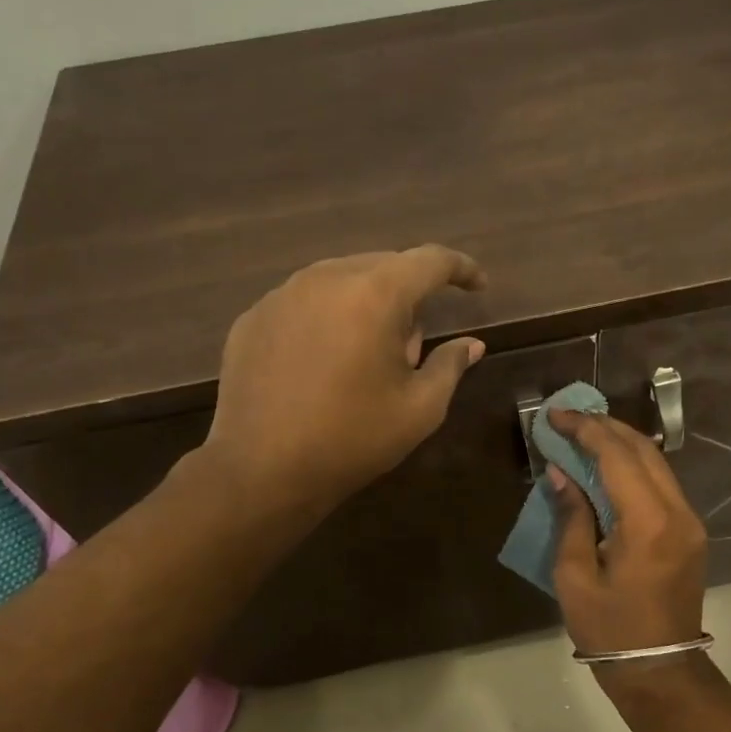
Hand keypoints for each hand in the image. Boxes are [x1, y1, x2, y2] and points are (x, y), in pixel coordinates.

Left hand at [199, 246, 487, 514]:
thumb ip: (450, 365)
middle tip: (411, 351)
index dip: (461, 268)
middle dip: (409, 297)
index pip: (430, 260)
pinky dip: (326, 320)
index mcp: (374, 294)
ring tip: (364, 360)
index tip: (477, 286)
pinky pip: (305, 302)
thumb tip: (471, 345)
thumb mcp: (420, 409)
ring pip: (342, 280)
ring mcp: (282, 295)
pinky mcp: (253, 317)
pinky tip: (322, 366)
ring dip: (366, 306)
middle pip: (384, 266)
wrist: (260, 470)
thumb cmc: (352, 438)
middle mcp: (326, 278)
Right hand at [548, 411, 707, 664]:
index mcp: (648, 522)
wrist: (660, 670)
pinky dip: (634, 464)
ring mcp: (689, 521)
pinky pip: (662, 483)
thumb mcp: (575, 576)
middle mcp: (677, 512)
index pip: (617, 456)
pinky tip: (608, 463)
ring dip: (621, 442)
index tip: (556, 415)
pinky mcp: (690, 531)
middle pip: (643, 450)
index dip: (585, 429)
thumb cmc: (610, 629)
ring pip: (657, 462)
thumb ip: (572, 517)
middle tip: (569, 416)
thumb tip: (561, 473)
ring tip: (584, 431)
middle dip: (605, 426)